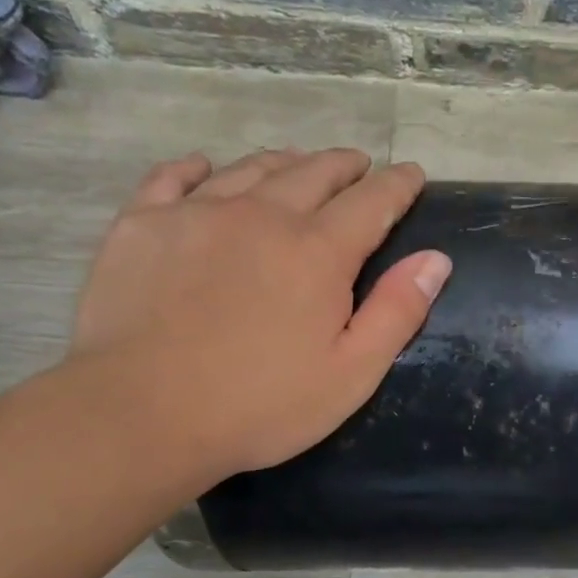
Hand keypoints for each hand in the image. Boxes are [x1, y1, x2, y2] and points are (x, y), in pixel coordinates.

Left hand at [70, 148, 450, 481]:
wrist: (142, 415)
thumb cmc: (260, 406)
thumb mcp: (350, 374)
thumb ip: (397, 313)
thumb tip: (436, 260)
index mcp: (319, 252)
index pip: (372, 202)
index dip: (398, 185)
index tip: (412, 174)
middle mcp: (263, 215)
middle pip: (314, 172)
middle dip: (344, 165)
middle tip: (358, 165)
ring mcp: (197, 213)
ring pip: (251, 167)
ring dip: (285, 162)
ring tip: (298, 164)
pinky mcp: (142, 224)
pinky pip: (173, 177)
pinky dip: (196, 167)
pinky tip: (204, 168)